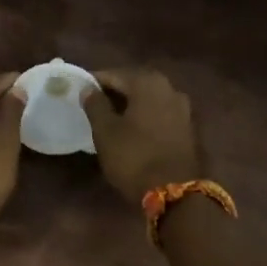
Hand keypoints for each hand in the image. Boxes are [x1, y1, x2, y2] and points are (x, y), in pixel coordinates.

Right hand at [81, 68, 203, 204]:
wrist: (175, 191)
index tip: (78, 92)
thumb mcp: (105, 132)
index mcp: (148, 82)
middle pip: (134, 84)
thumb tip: (88, 89)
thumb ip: (95, 105)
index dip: (93, 82)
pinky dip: (144, 117)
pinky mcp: (188, 128)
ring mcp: (183, 108)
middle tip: (93, 104)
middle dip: (114, 92)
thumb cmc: (134, 157)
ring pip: (148, 99)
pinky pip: (159, 114)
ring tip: (111, 118)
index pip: (113, 74)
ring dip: (130, 105)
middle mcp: (170, 88)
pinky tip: (132, 129)